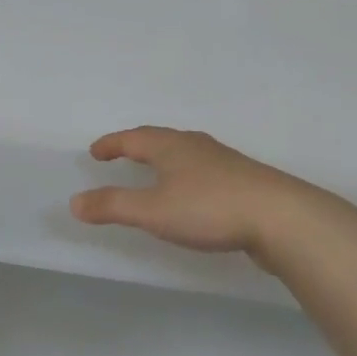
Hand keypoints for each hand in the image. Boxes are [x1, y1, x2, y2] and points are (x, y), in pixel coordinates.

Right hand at [68, 126, 321, 255]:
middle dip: (138, 147)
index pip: (133, 138)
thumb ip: (112, 206)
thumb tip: (75, 201)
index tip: (95, 151)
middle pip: (161, 140)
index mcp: (171, 146)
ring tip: (155, 173)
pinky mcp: (244, 181)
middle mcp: (196, 146)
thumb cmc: (209, 208)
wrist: (281, 218)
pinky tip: (194, 196)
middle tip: (122, 155)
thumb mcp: (152, 211)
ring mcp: (224, 162)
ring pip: (186, 154)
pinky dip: (188, 177)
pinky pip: (205, 172)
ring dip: (165, 160)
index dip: (112, 144)